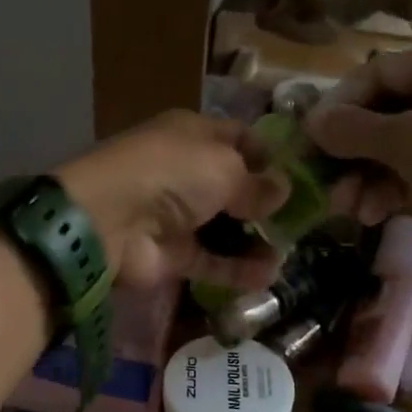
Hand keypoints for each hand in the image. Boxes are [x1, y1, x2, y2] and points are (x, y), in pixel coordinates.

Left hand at [55, 111, 286, 290]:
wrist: (110, 220)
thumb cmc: (172, 174)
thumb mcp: (226, 167)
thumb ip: (257, 183)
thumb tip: (282, 191)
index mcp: (192, 135)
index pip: (238, 138)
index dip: (268, 154)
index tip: (300, 175)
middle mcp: (184, 171)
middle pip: (232, 186)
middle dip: (265, 202)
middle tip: (301, 220)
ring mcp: (175, 214)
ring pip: (223, 227)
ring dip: (255, 240)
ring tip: (288, 252)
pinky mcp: (171, 254)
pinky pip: (211, 261)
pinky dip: (237, 270)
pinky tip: (269, 277)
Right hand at [306, 47, 411, 278]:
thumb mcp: (410, 143)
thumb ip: (355, 129)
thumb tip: (311, 122)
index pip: (375, 73)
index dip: (339, 103)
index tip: (310, 137)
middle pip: (379, 114)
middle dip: (347, 149)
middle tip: (320, 178)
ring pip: (388, 150)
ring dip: (361, 177)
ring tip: (345, 206)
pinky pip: (406, 175)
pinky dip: (384, 192)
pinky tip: (371, 215)